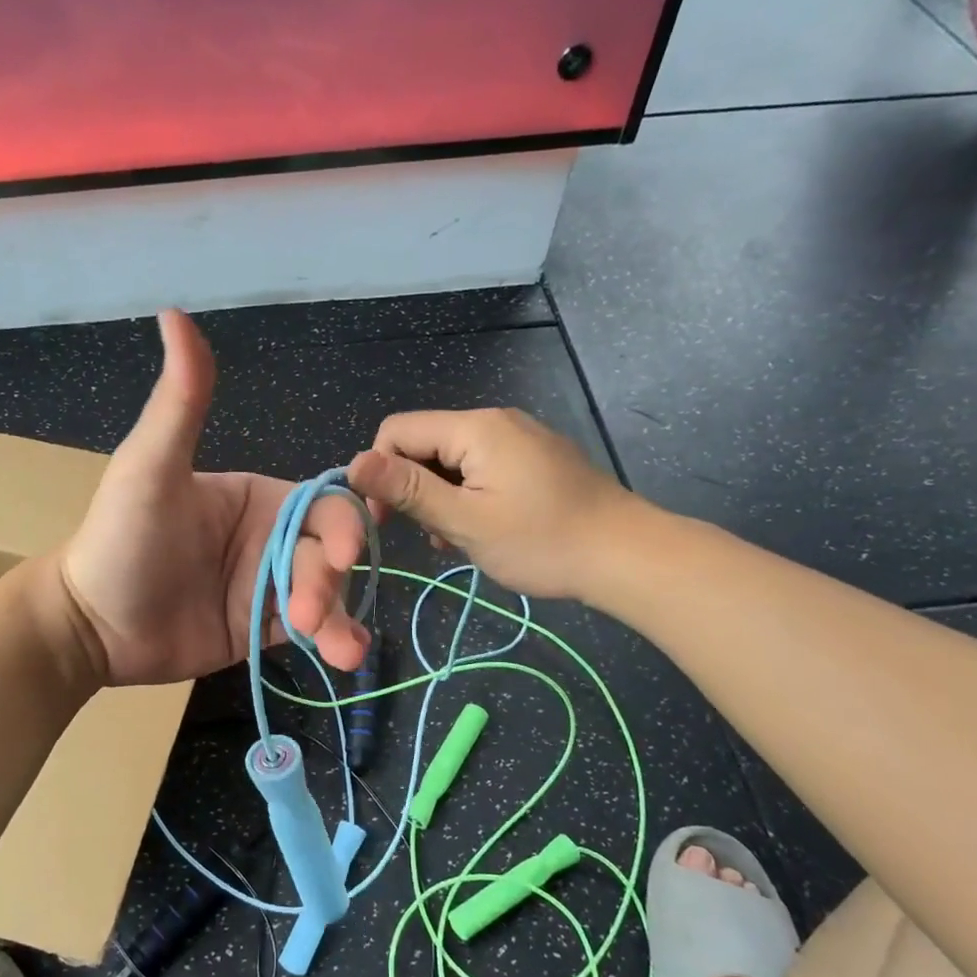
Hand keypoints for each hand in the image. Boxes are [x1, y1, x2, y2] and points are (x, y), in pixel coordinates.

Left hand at [58, 312, 372, 686]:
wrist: (90, 623)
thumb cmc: (120, 539)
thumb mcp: (150, 468)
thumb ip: (180, 402)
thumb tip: (175, 312)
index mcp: (257, 497)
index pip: (322, 504)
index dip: (344, 524)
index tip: (343, 554)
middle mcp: (271, 538)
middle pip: (329, 554)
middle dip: (329, 582)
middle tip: (304, 613)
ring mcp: (269, 585)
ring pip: (326, 595)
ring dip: (339, 618)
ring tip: (341, 651)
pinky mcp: (262, 628)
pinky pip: (308, 630)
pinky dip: (330, 640)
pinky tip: (342, 655)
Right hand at [346, 408, 645, 599]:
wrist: (625, 555)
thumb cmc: (541, 541)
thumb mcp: (464, 521)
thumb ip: (407, 489)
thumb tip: (351, 463)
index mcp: (475, 428)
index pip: (397, 431)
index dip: (379, 471)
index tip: (385, 520)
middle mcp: (495, 421)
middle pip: (425, 445)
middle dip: (415, 489)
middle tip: (432, 534)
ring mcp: (518, 439)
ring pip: (452, 462)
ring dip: (442, 499)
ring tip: (459, 539)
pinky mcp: (534, 459)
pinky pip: (482, 470)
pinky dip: (469, 498)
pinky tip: (482, 531)